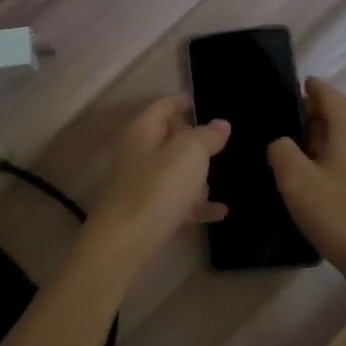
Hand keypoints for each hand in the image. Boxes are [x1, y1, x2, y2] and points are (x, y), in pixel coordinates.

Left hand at [80, 96, 229, 275]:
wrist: (124, 244)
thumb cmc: (157, 188)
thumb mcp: (190, 153)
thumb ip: (207, 135)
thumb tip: (220, 124)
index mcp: (143, 130)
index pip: (165, 105)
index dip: (184, 101)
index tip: (203, 100)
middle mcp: (139, 153)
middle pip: (169, 138)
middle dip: (195, 140)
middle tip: (221, 144)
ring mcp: (141, 184)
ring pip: (174, 170)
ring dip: (196, 176)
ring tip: (219, 180)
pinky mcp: (147, 212)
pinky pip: (178, 201)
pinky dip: (196, 204)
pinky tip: (220, 212)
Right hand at [268, 78, 345, 287]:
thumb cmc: (340, 214)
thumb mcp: (296, 182)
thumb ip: (281, 151)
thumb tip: (282, 142)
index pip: (327, 92)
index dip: (309, 88)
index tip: (291, 91)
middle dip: (325, 108)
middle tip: (299, 125)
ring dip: (337, 130)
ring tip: (310, 151)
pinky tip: (330, 174)